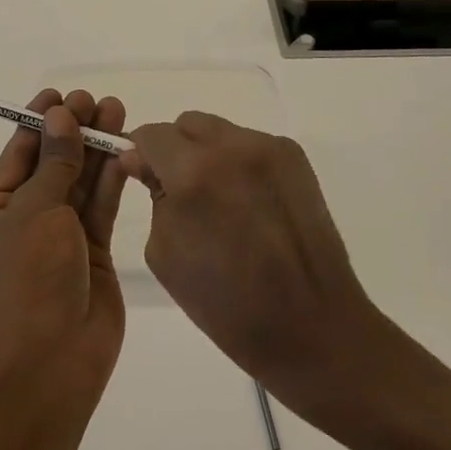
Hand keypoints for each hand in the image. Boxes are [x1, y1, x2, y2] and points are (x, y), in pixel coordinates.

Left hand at [0, 88, 128, 402]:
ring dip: (96, 150)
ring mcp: (60, 241)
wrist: (49, 363)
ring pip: (80, 185)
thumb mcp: (35, 211)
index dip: (39, 122)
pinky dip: (112, 181)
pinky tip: (126, 151)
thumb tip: (59, 115)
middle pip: (53, 165)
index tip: (60, 94)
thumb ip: (55, 162)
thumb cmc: (27, 279)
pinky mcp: (92, 256)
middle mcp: (25, 223)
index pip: (17, 155)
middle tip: (97, 100)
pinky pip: (101, 210)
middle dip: (73, 132)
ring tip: (117, 111)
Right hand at [120, 112, 391, 417]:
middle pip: (186, 124)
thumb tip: (144, 162)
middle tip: (178, 189)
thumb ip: (153, 196)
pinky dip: (238, 163)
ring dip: (207, 153)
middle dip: (173, 149)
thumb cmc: (227, 304)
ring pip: (219, 131)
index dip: (139, 152)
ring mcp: (270, 148)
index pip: (151, 135)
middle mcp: (233, 147)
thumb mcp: (165, 253)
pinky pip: (250, 145)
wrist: (311, 325)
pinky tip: (248, 202)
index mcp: (194, 174)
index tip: (139, 174)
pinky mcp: (295, 158)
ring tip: (219, 199)